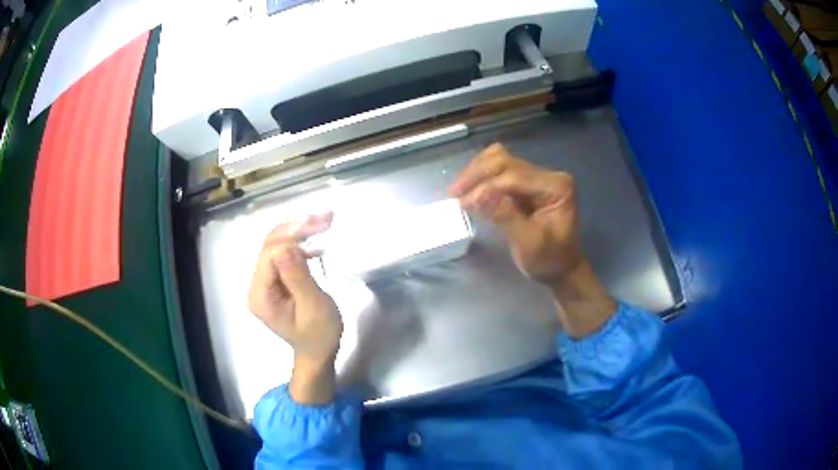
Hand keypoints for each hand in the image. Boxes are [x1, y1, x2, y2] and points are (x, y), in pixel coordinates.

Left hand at [247, 213, 340, 402]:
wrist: (317, 353)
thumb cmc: (319, 335)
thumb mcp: (313, 308)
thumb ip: (298, 277)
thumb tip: (287, 246)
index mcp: (261, 295)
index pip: (270, 254)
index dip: (292, 236)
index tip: (320, 225)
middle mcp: (256, 285)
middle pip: (270, 245)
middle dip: (296, 228)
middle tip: (325, 217)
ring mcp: (264, 282)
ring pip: (276, 245)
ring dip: (298, 231)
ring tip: (324, 221)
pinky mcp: (274, 281)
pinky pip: (282, 254)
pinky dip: (299, 243)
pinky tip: (316, 240)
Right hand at [449, 143, 614, 337]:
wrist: (560, 269)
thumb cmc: (548, 260)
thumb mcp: (530, 243)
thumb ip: (507, 216)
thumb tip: (479, 196)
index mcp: (556, 186)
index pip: (515, 176)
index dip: (487, 186)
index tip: (463, 203)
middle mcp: (547, 175)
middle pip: (505, 161)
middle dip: (477, 175)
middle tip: (454, 193)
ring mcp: (536, 176)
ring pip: (499, 161)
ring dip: (476, 173)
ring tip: (457, 192)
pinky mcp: (525, 183)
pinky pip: (498, 171)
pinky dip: (481, 178)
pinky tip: (469, 191)